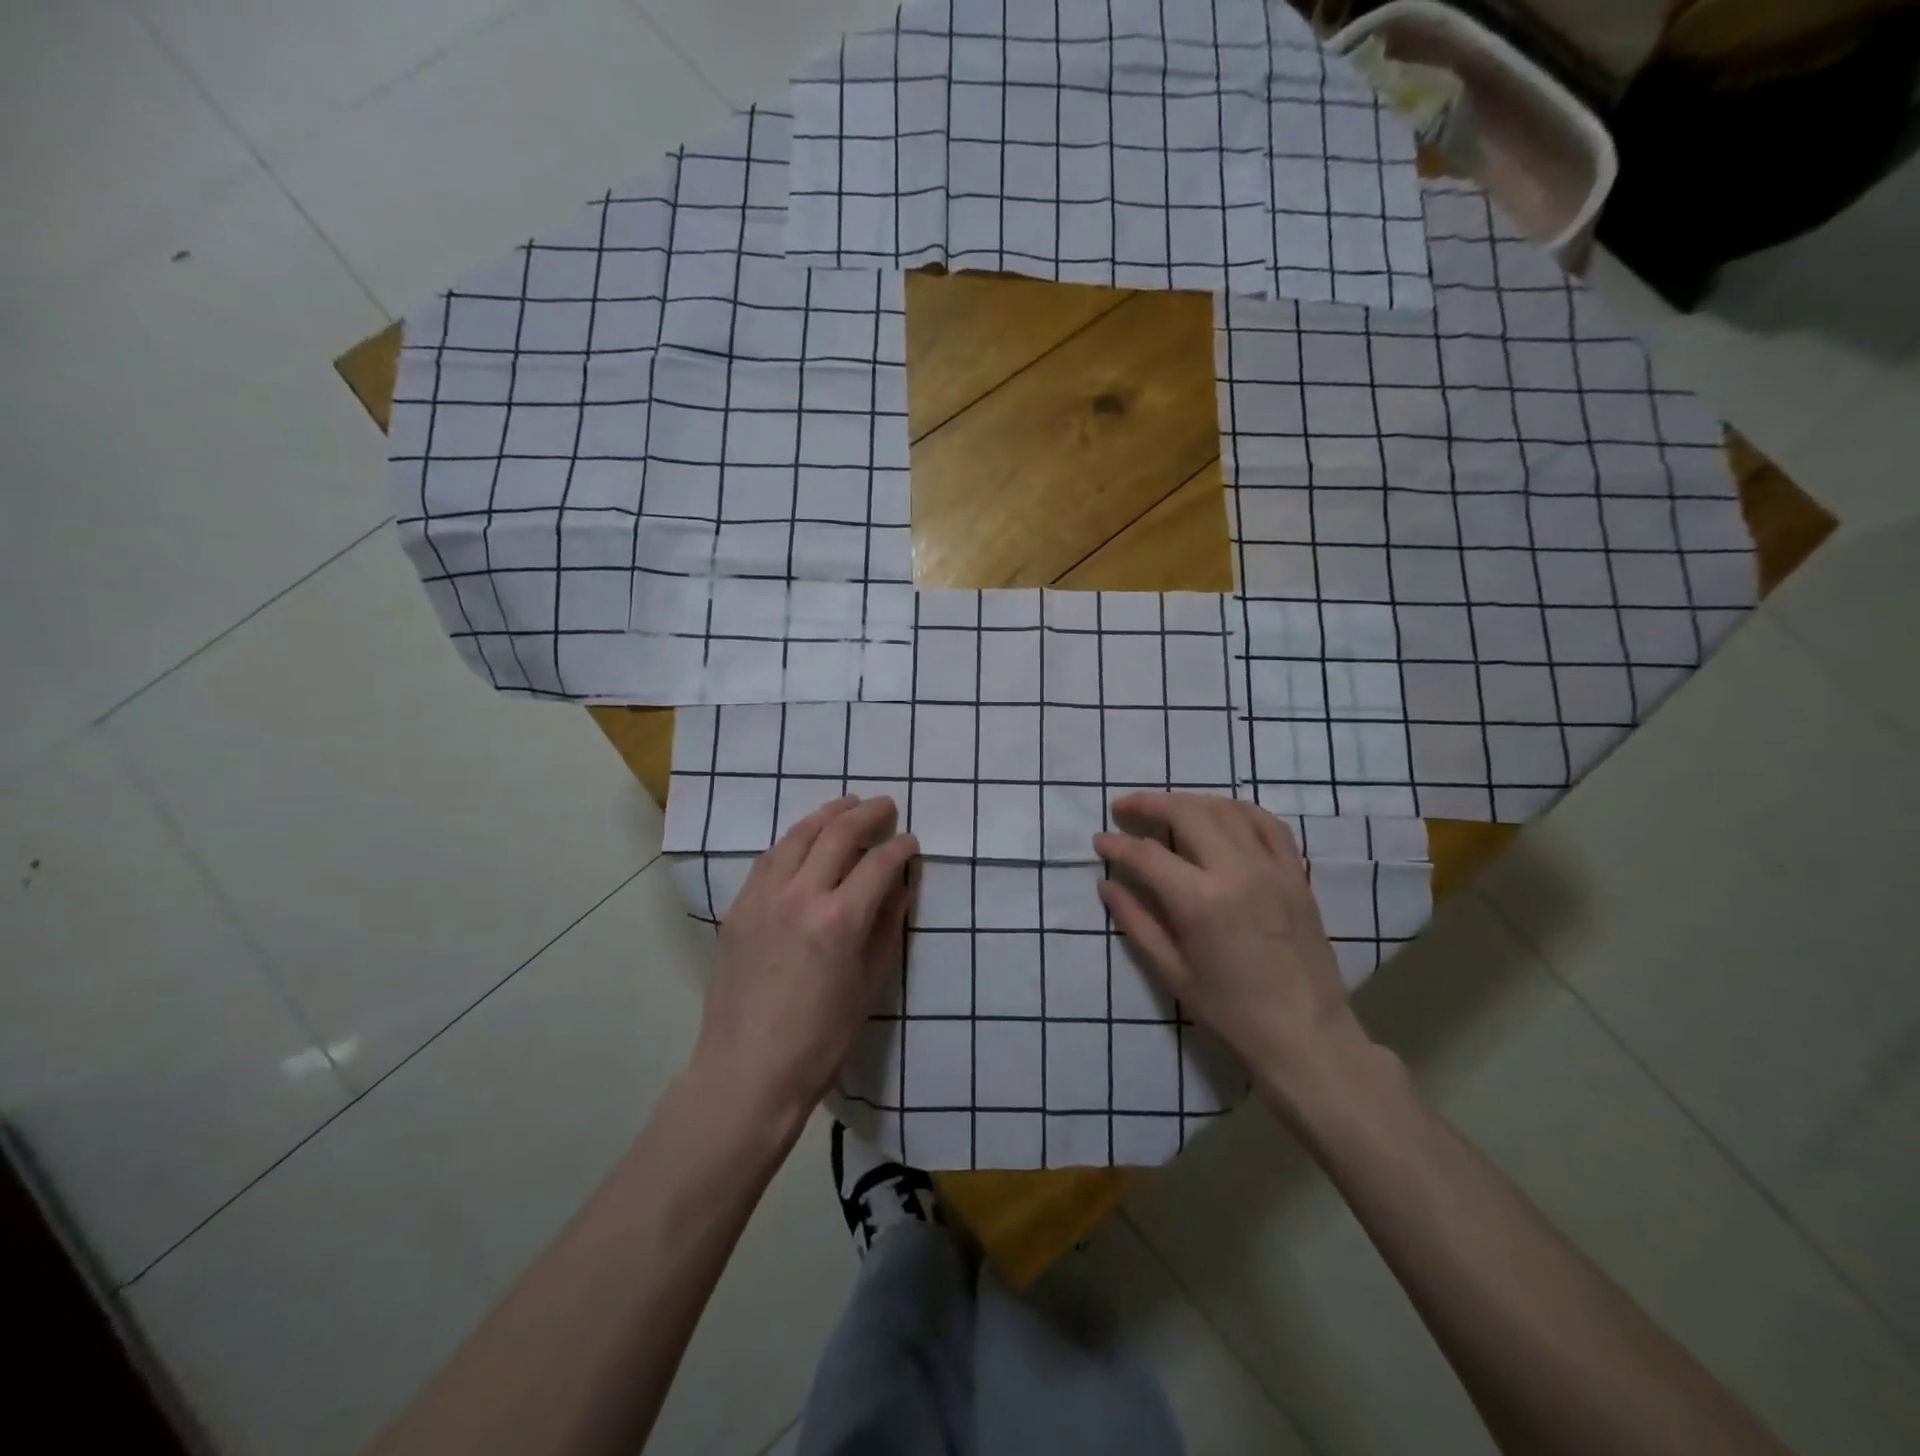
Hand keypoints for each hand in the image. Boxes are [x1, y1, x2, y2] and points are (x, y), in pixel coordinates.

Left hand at [696, 796, 918, 1124]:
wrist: (748, 1071)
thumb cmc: (821, 1039)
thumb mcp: (870, 985)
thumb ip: (887, 927)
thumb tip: (900, 886)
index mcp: (840, 920)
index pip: (878, 864)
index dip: (900, 847)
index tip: (911, 841)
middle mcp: (800, 896)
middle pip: (837, 835)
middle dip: (867, 814)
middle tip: (885, 805)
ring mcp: (763, 898)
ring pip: (797, 836)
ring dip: (826, 815)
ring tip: (846, 804)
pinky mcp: (739, 908)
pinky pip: (769, 858)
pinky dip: (793, 839)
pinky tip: (804, 838)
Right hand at [1093, 792, 1367, 1102]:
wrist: (1306, 1036)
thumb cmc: (1232, 1013)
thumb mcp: (1172, 973)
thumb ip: (1136, 922)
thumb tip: (1106, 884)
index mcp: (1200, 902)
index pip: (1147, 855)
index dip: (1117, 844)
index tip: (1099, 841)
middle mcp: (1236, 872)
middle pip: (1186, 813)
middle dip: (1148, 804)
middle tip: (1124, 809)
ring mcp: (1271, 868)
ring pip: (1225, 809)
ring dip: (1189, 801)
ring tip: (1165, 809)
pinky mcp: (1296, 874)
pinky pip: (1268, 824)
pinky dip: (1237, 809)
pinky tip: (1219, 814)